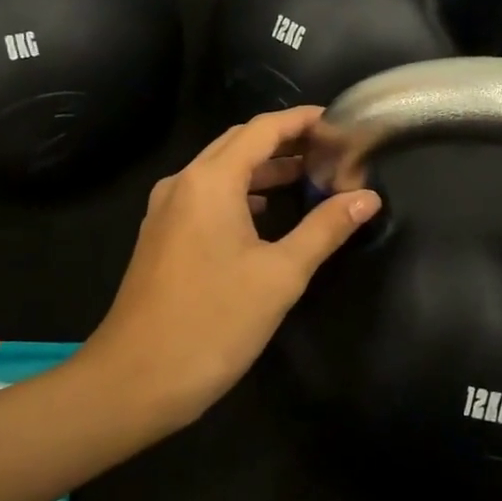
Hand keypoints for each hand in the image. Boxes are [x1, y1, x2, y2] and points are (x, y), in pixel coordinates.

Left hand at [88, 106, 381, 424]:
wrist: (134, 380)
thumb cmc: (213, 322)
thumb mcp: (280, 275)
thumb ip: (325, 229)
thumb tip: (367, 198)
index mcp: (210, 181)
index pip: (262, 129)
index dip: (301, 120)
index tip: (338, 122)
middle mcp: (183, 183)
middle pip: (238, 143)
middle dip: (284, 141)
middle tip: (329, 150)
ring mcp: (166, 210)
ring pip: (220, 171)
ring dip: (262, 168)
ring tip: (307, 177)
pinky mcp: (161, 236)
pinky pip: (205, 196)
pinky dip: (239, 193)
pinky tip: (264, 213)